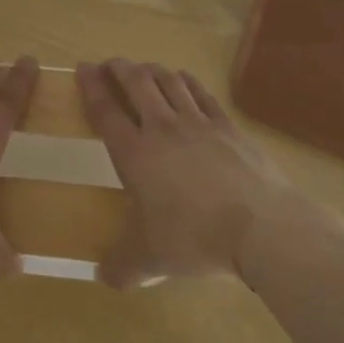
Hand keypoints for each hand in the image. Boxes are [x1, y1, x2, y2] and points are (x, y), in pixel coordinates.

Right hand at [77, 58, 339, 286]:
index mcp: (135, 154)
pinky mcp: (227, 126)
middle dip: (119, 68)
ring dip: (151, 70)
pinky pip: (201, 93)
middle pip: (136, 83)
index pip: (106, 110)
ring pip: (168, 81)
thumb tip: (102, 278)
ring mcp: (197, 123)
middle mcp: (162, 128)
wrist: (261, 227)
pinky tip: (183, 79)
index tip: (82, 68)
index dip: (91, 86)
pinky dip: (187, 81)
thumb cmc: (195, 239)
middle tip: (110, 65)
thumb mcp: (152, 260)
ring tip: (143, 69)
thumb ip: (123, 266)